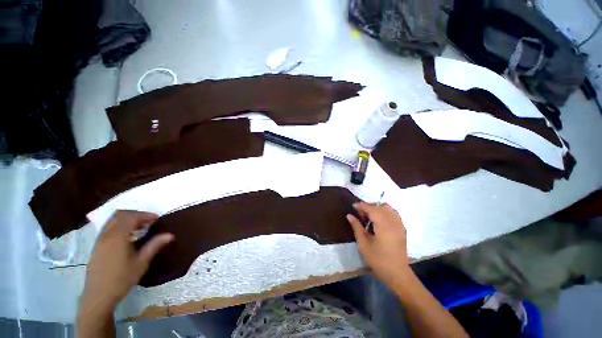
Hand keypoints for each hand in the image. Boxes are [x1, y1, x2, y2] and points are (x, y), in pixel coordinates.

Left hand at [81, 210, 173, 314]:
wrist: (98, 296)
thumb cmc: (122, 279)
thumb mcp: (141, 263)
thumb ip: (154, 245)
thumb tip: (170, 235)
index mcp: (117, 237)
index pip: (131, 217)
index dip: (146, 215)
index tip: (157, 220)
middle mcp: (106, 235)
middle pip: (120, 215)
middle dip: (136, 215)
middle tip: (148, 222)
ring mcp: (99, 240)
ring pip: (112, 221)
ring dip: (127, 220)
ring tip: (139, 228)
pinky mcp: (97, 246)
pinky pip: (108, 228)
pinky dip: (120, 226)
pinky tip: (127, 237)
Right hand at [346, 202, 410, 285]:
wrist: (397, 274)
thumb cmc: (378, 260)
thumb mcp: (363, 244)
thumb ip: (356, 227)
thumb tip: (349, 215)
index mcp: (384, 225)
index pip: (372, 209)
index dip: (362, 205)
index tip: (353, 206)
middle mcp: (393, 222)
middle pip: (381, 206)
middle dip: (370, 206)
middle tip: (360, 213)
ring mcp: (400, 225)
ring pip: (389, 209)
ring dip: (378, 208)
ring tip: (369, 216)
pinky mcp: (402, 229)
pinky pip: (394, 214)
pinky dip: (385, 213)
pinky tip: (379, 220)